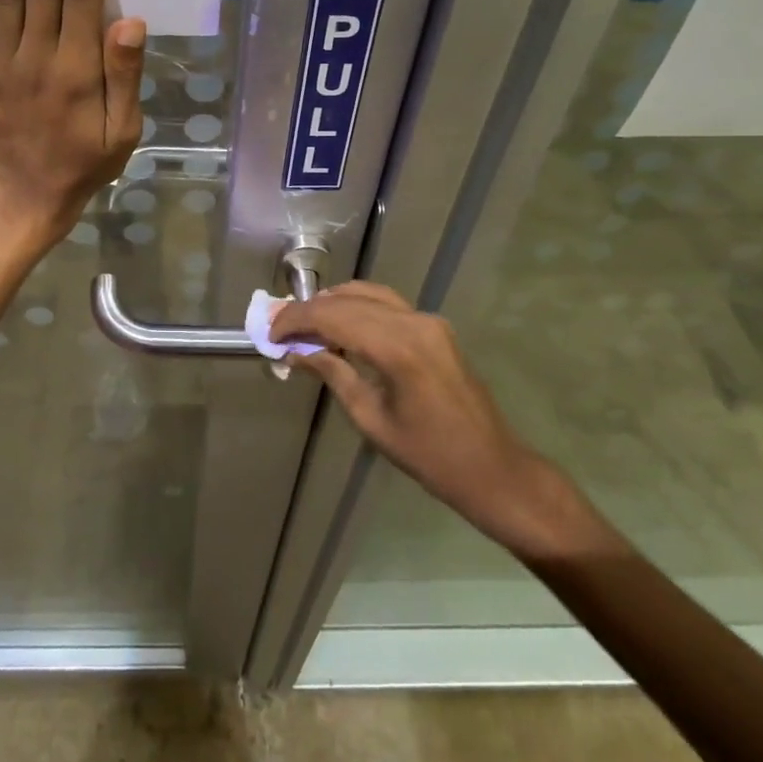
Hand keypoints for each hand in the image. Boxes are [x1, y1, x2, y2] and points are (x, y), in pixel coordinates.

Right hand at [270, 282, 588, 557]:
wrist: (492, 467)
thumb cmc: (429, 456)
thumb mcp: (371, 419)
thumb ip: (334, 375)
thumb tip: (297, 352)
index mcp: (398, 349)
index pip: (334, 317)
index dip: (296, 320)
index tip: (270, 333)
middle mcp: (414, 323)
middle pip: (349, 300)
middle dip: (309, 310)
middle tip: (279, 326)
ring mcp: (428, 321)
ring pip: (369, 294)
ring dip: (333, 303)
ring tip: (303, 322)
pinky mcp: (435, 327)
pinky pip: (387, 304)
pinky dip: (357, 307)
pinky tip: (339, 323)